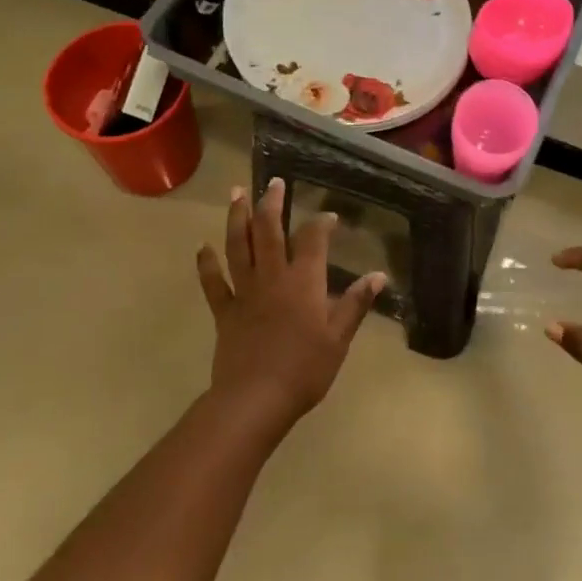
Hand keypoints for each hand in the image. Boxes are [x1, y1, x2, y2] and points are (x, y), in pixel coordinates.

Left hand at [196, 179, 385, 431]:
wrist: (255, 399)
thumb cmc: (305, 370)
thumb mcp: (339, 338)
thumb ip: (356, 304)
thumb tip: (379, 276)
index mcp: (304, 282)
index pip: (313, 240)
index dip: (321, 224)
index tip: (328, 216)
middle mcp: (272, 276)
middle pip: (269, 230)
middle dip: (271, 203)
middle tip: (273, 182)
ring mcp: (245, 291)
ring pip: (238, 246)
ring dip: (237, 217)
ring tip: (236, 193)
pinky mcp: (224, 311)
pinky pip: (213, 282)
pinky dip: (206, 263)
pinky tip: (202, 246)